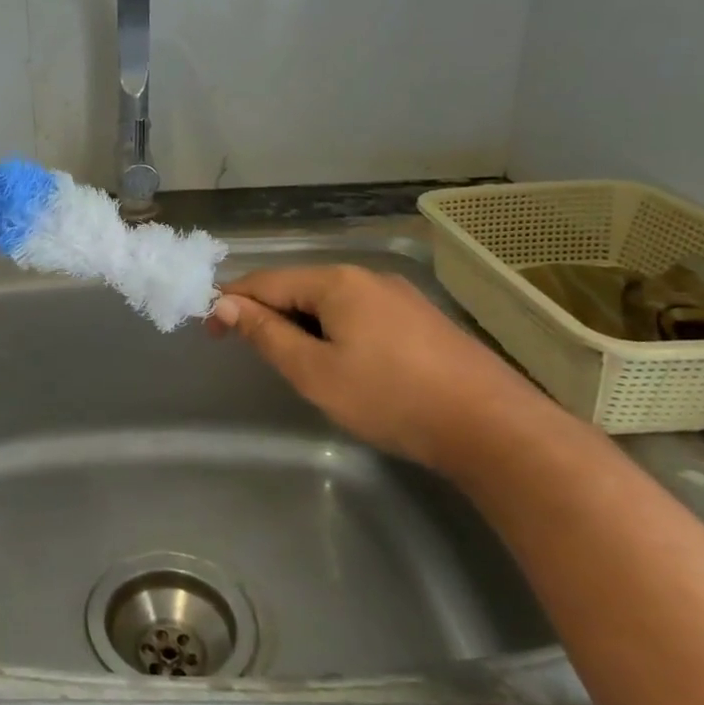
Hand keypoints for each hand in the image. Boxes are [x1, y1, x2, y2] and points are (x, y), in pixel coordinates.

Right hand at [207, 265, 545, 471]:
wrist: (493, 428)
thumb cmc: (390, 398)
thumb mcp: (314, 371)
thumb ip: (266, 334)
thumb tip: (224, 304)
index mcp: (336, 282)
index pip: (265, 281)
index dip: (231, 303)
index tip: (209, 332)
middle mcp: (367, 276)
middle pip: (299, 287)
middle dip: (268, 313)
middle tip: (254, 353)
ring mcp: (400, 296)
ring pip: (331, 301)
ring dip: (302, 324)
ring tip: (296, 362)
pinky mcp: (422, 318)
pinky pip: (360, 313)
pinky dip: (335, 330)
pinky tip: (344, 361)